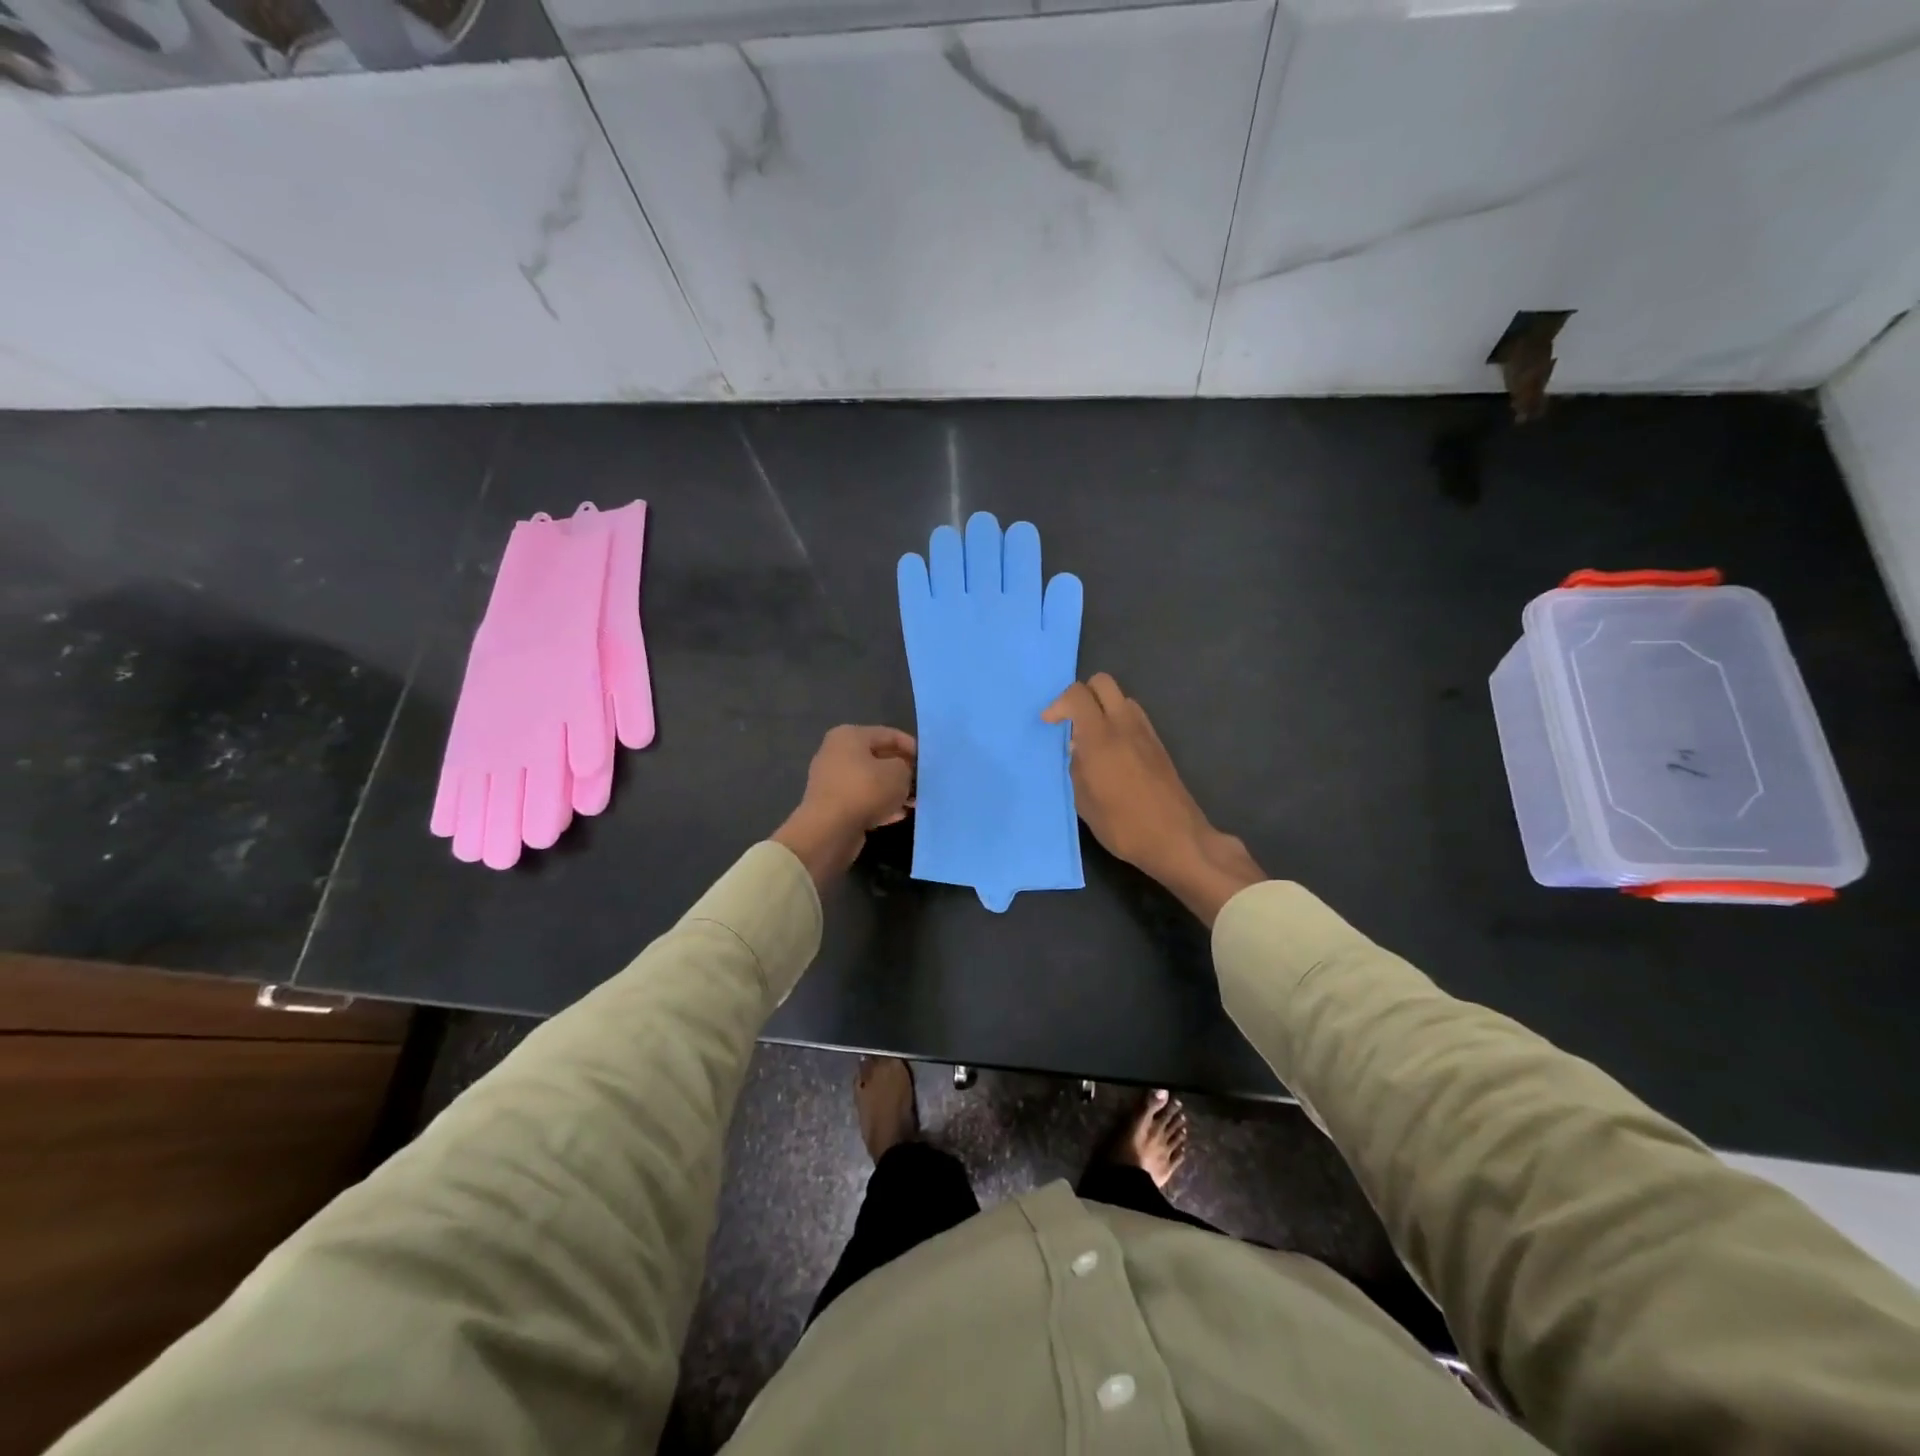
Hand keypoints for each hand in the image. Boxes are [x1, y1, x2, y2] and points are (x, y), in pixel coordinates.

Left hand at [773, 726, 917, 887]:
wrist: (829, 830)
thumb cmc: (866, 790)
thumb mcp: (898, 773)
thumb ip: (907, 767)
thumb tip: (903, 773)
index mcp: (849, 736)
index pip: (889, 734)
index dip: (912, 747)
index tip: (928, 763)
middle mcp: (837, 753)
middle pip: (878, 758)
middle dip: (903, 771)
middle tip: (922, 783)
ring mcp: (832, 780)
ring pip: (871, 781)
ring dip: (893, 791)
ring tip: (914, 802)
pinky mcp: (833, 805)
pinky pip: (863, 800)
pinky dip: (880, 805)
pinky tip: (899, 815)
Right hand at [1043, 674, 1263, 925]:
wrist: (1178, 840)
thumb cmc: (1124, 826)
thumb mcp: (1085, 802)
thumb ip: (1077, 768)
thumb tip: (1078, 750)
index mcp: (1101, 737)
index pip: (1078, 695)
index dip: (1058, 704)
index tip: (1049, 724)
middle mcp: (1125, 725)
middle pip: (1102, 683)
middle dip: (1082, 695)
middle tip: (1071, 722)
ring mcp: (1146, 733)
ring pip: (1121, 698)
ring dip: (1102, 708)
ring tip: (1091, 740)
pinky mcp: (1159, 745)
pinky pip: (1134, 717)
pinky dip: (1118, 722)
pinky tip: (1112, 754)